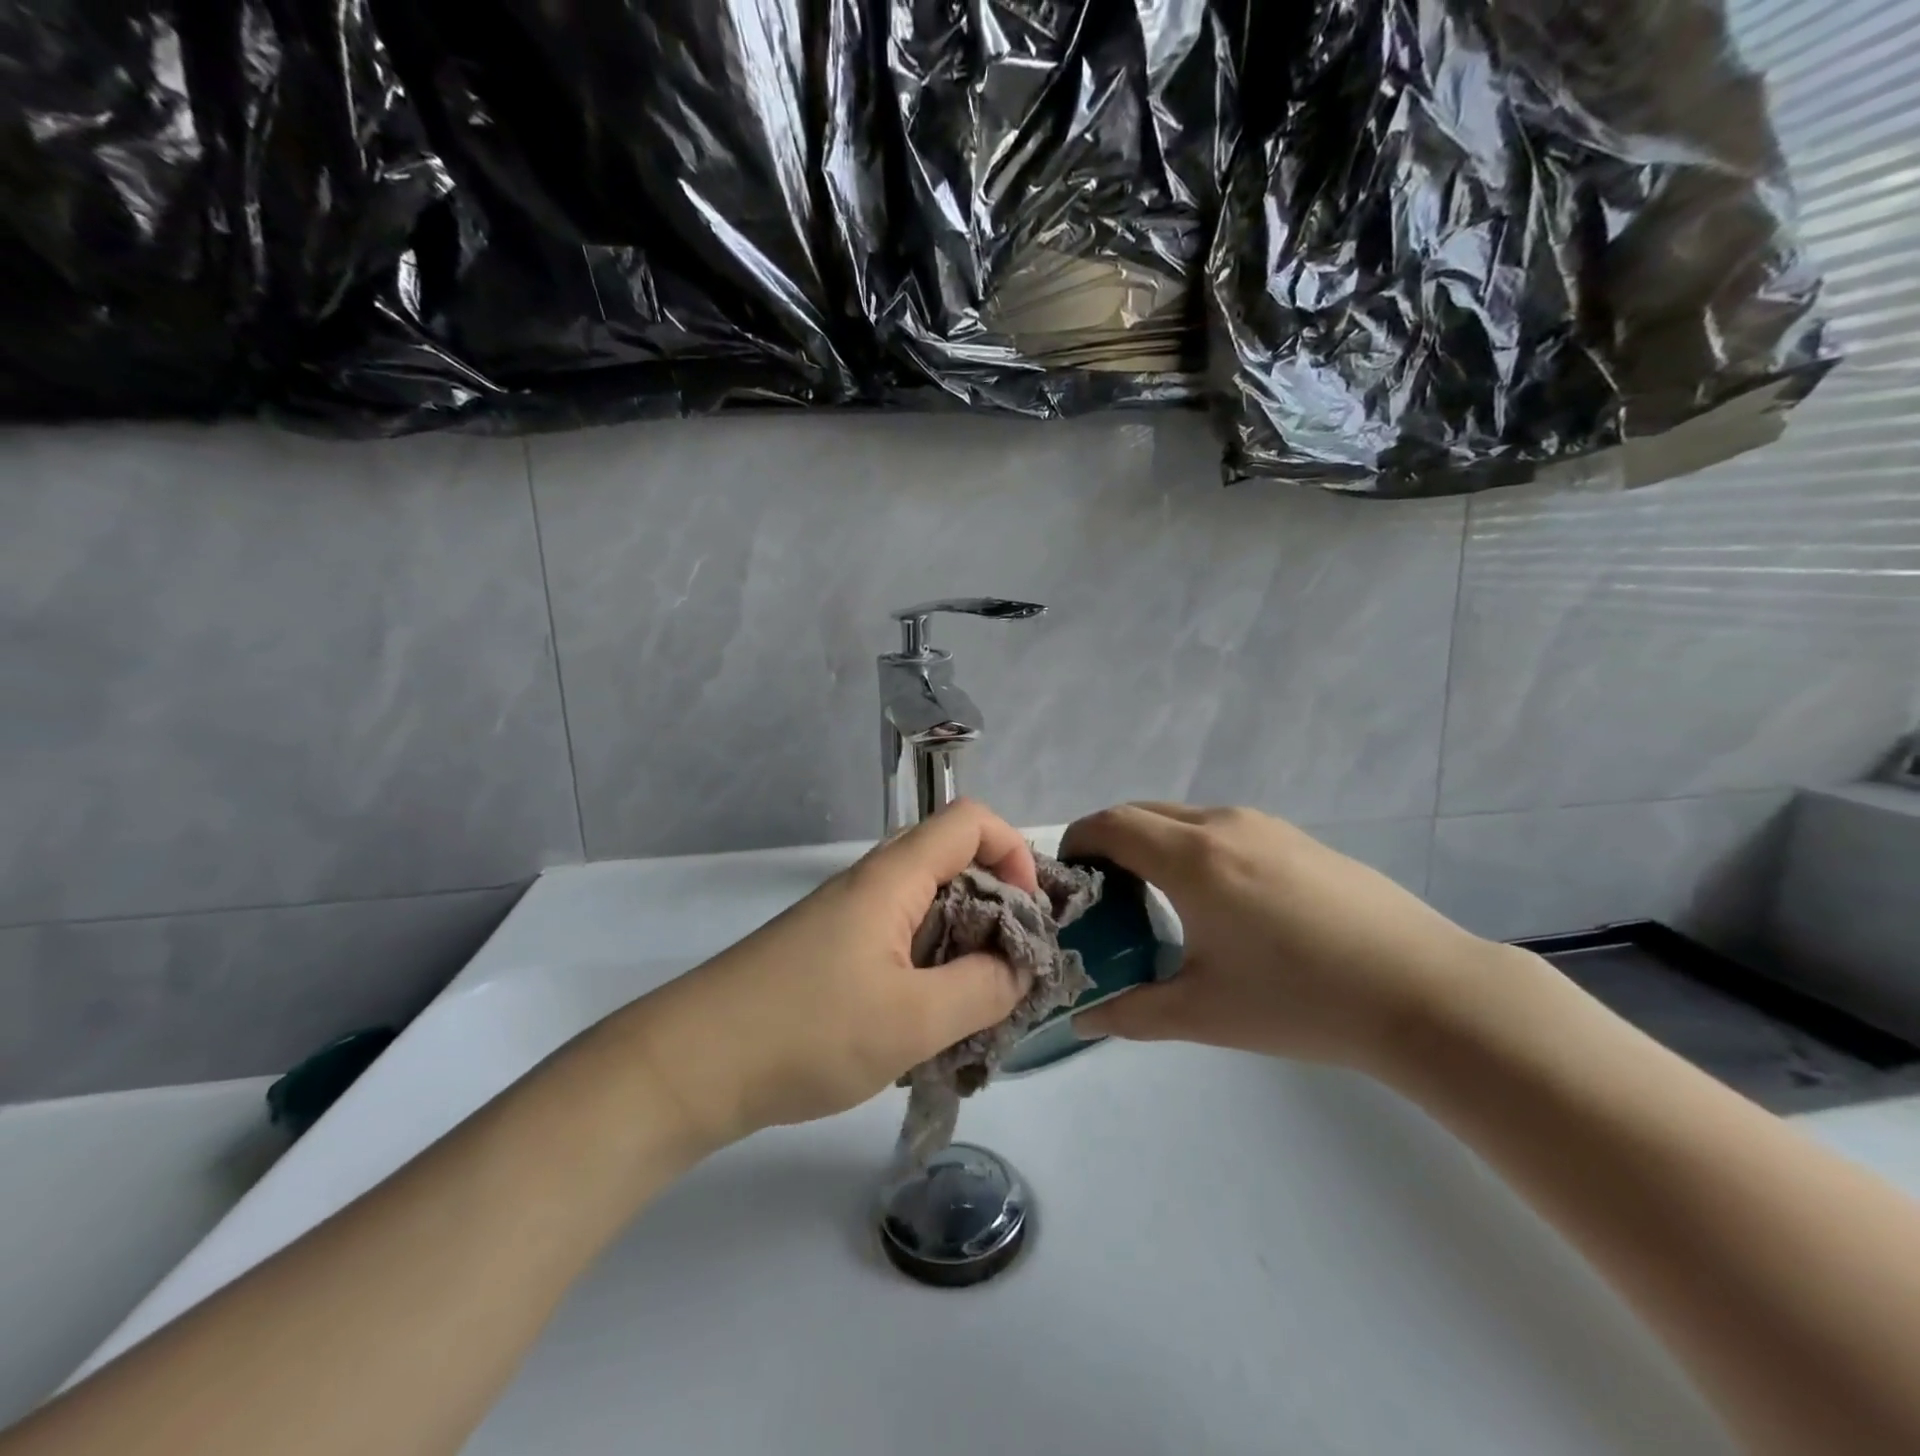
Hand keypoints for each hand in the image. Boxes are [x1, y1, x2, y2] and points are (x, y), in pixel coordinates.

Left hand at [624, 800, 1039, 1147]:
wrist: (689, 1065)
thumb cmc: (806, 1031)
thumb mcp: (912, 1021)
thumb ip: (982, 989)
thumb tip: (1019, 967)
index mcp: (892, 878)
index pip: (969, 820)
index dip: (1013, 852)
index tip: (1028, 916)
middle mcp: (870, 884)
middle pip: (952, 862)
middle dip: (995, 907)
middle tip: (1010, 970)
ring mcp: (845, 918)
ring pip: (926, 907)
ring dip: (962, 946)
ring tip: (976, 1006)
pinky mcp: (828, 952)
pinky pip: (897, 940)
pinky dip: (928, 968)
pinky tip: (926, 1023)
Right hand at [1062, 803, 1498, 1072]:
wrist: (1428, 992)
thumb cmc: (1303, 1002)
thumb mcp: (1205, 1014)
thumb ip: (1131, 1013)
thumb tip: (1081, 1019)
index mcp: (1192, 859)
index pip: (1110, 824)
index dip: (1077, 841)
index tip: (1068, 878)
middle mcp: (1223, 824)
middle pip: (1142, 811)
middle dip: (1110, 842)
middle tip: (1105, 894)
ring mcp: (1266, 825)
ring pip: (1184, 817)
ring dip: (1154, 844)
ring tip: (1159, 900)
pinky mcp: (1298, 838)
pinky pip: (1222, 828)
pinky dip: (1193, 848)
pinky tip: (1220, 903)